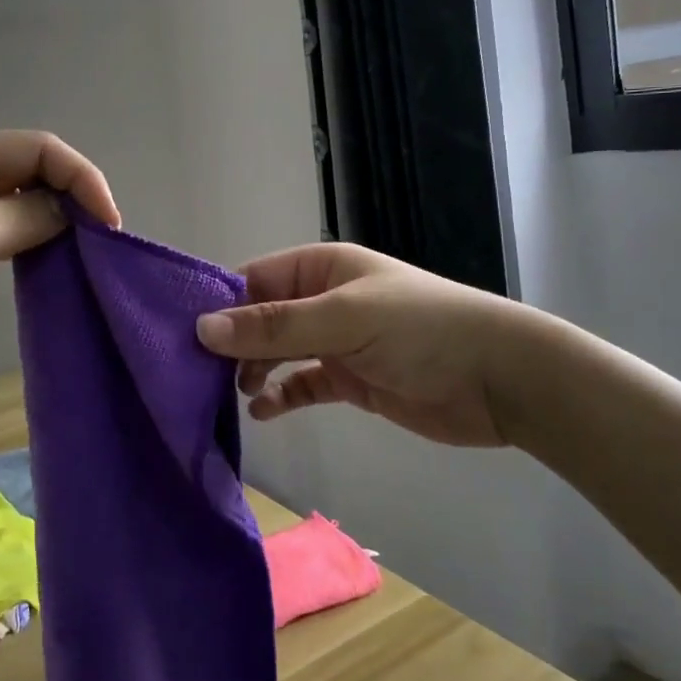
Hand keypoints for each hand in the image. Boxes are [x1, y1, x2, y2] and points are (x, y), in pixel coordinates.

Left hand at [0, 131, 119, 404]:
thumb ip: (26, 217)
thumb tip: (70, 212)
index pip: (38, 149)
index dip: (80, 178)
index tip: (108, 226)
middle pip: (30, 174)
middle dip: (71, 199)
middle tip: (100, 244)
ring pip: (17, 209)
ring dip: (52, 226)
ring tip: (82, 256)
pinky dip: (28, 250)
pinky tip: (46, 270)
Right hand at [194, 244, 544, 448]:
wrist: (499, 378)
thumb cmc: (420, 330)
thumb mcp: (343, 319)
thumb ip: (274, 325)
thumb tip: (203, 328)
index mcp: (320, 268)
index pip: (254, 279)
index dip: (219, 304)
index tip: (181, 336)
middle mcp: (322, 300)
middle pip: (261, 318)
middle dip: (231, 343)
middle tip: (195, 374)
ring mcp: (336, 341)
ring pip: (277, 352)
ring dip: (252, 371)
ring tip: (228, 394)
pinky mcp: (350, 380)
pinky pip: (301, 384)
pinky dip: (280, 396)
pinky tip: (262, 412)